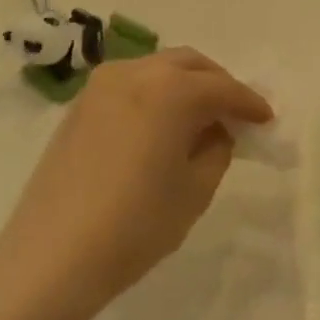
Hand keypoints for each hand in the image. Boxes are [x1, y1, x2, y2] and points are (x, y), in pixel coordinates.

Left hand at [0, 48, 272, 319]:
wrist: (53, 255)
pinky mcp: (79, 106)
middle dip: (217, 84)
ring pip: (156, 69)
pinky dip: (155, 94)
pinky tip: (162, 125)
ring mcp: (100, 86)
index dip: (249, 103)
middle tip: (235, 114)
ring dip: (185, 85)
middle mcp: (135, 73)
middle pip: (188, 64)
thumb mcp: (195, 190)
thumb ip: (216, 150)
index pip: (222, 88)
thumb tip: (216, 131)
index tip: (266, 120)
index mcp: (170, 90)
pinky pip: (130, 84)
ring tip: (199, 119)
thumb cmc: (136, 225)